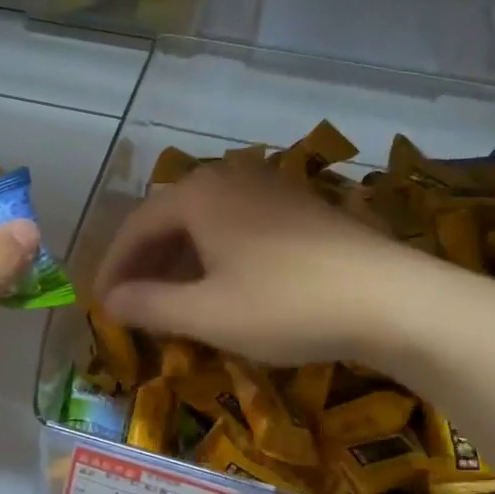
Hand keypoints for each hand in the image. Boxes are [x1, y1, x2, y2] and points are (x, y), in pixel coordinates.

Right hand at [91, 160, 448, 367]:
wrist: (393, 300)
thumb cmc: (286, 305)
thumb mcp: (207, 314)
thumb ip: (149, 305)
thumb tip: (109, 301)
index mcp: (198, 195)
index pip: (136, 226)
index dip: (113, 267)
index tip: (100, 303)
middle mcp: (230, 179)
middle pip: (169, 219)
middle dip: (144, 263)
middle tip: (130, 303)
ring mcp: (269, 190)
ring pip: (204, 223)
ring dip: (179, 261)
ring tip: (169, 300)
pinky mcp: (300, 208)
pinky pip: (237, 227)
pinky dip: (214, 257)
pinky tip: (220, 287)